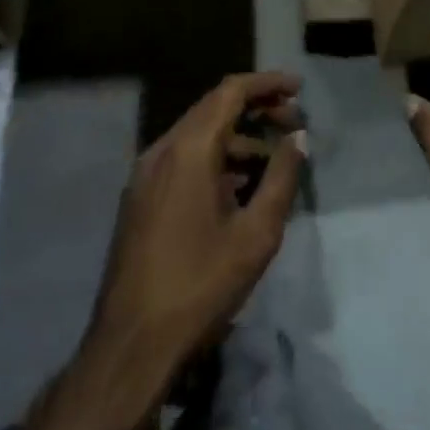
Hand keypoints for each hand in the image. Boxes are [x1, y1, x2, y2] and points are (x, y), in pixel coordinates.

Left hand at [87, 72, 307, 383]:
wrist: (131, 345)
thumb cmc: (200, 285)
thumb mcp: (256, 233)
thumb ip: (281, 178)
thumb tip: (297, 139)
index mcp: (188, 150)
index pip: (230, 92)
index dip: (267, 84)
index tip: (299, 88)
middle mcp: (161, 151)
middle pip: (213, 109)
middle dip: (256, 109)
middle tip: (294, 124)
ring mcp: (145, 175)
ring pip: (197, 136)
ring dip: (237, 138)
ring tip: (273, 161)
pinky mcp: (139, 199)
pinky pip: (182, 160)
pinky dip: (215, 159)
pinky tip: (239, 188)